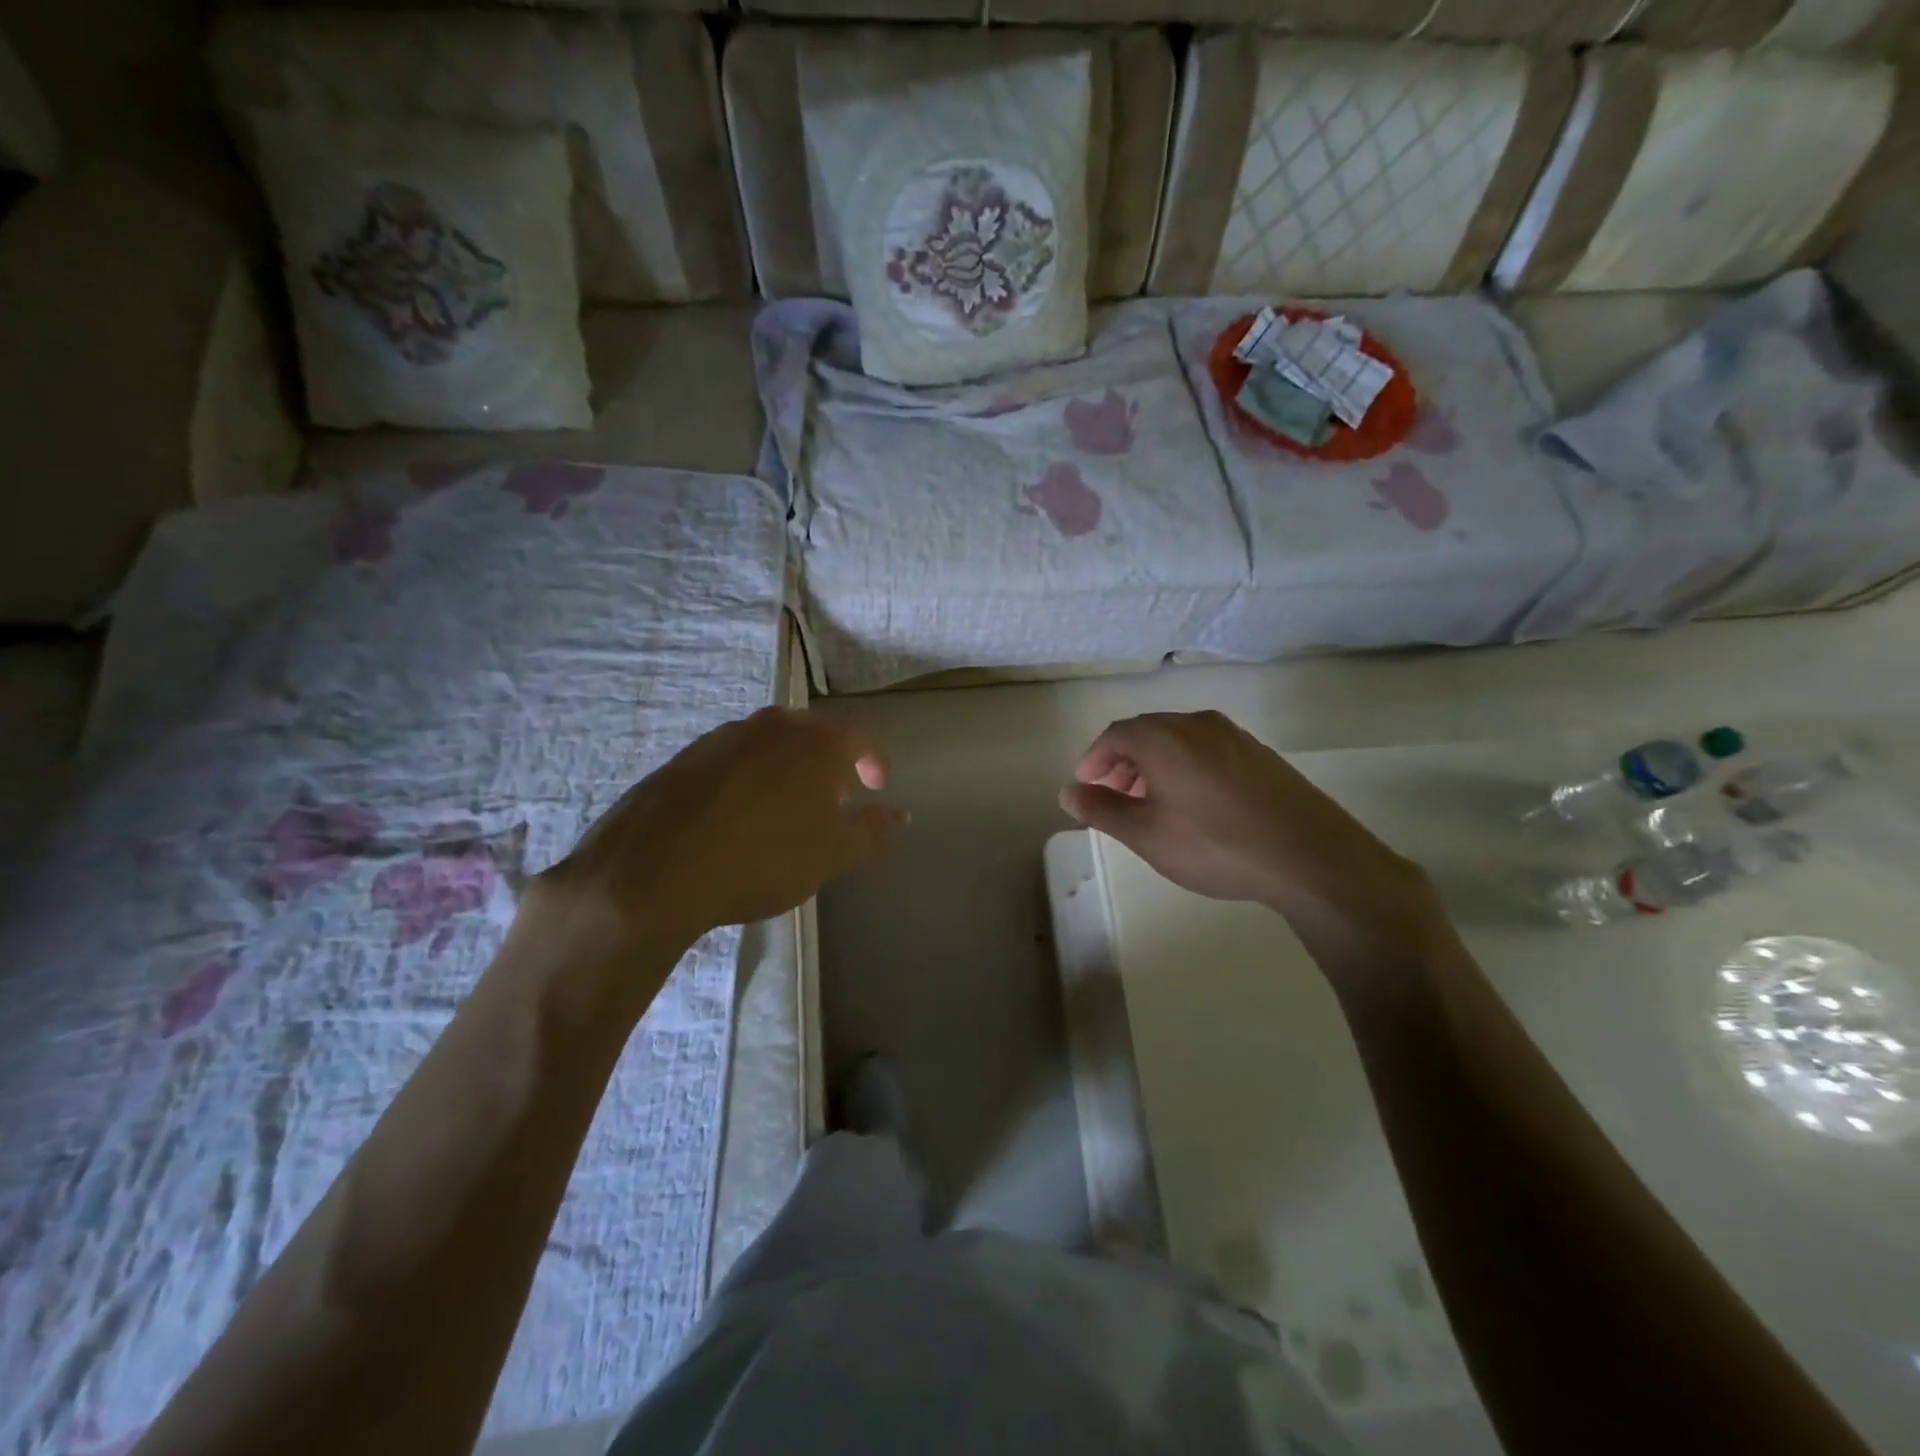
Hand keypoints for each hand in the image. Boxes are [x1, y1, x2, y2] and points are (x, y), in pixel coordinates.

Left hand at [529, 709, 905, 981]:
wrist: (653, 868)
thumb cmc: (761, 858)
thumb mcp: (831, 855)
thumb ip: (872, 831)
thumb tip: (899, 814)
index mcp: (816, 742)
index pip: (864, 733)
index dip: (877, 759)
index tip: (875, 789)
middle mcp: (773, 725)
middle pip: (816, 733)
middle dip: (832, 764)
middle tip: (832, 803)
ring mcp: (724, 736)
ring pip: (772, 743)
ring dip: (788, 770)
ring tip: (783, 814)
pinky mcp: (686, 755)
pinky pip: (734, 758)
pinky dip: (749, 779)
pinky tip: (736, 818)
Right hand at [1059, 711, 1443, 963]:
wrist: (1308, 856)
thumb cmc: (1214, 844)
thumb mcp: (1146, 834)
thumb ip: (1102, 809)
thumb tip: (1068, 791)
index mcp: (1163, 736)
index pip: (1115, 735)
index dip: (1094, 760)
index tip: (1086, 788)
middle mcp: (1197, 724)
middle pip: (1147, 733)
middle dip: (1123, 763)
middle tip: (1114, 797)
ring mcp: (1234, 736)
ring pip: (1179, 741)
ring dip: (1155, 766)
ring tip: (1151, 804)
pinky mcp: (1261, 755)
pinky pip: (1207, 751)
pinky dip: (1186, 769)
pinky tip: (1195, 805)